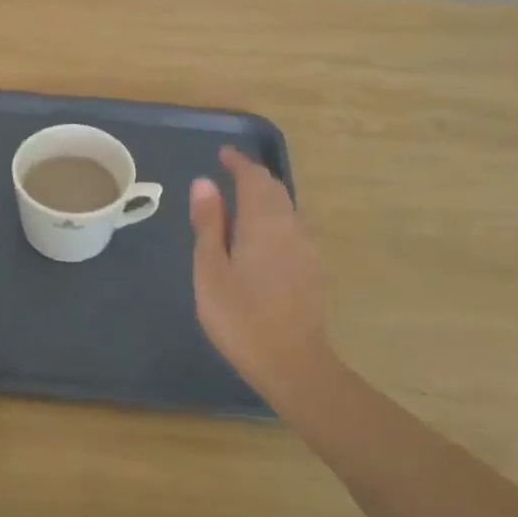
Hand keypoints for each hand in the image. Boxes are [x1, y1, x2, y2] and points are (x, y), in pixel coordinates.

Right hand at [191, 147, 334, 416]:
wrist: (292, 362)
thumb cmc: (240, 316)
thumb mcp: (211, 269)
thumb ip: (208, 224)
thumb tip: (205, 183)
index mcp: (263, 222)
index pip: (254, 178)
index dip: (239, 163)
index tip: (223, 154)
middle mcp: (291, 226)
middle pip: (275, 189)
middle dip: (253, 176)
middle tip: (230, 173)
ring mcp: (306, 248)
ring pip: (286, 208)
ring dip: (266, 196)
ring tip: (242, 200)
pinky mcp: (312, 269)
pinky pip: (292, 227)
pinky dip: (274, 217)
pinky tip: (261, 235)